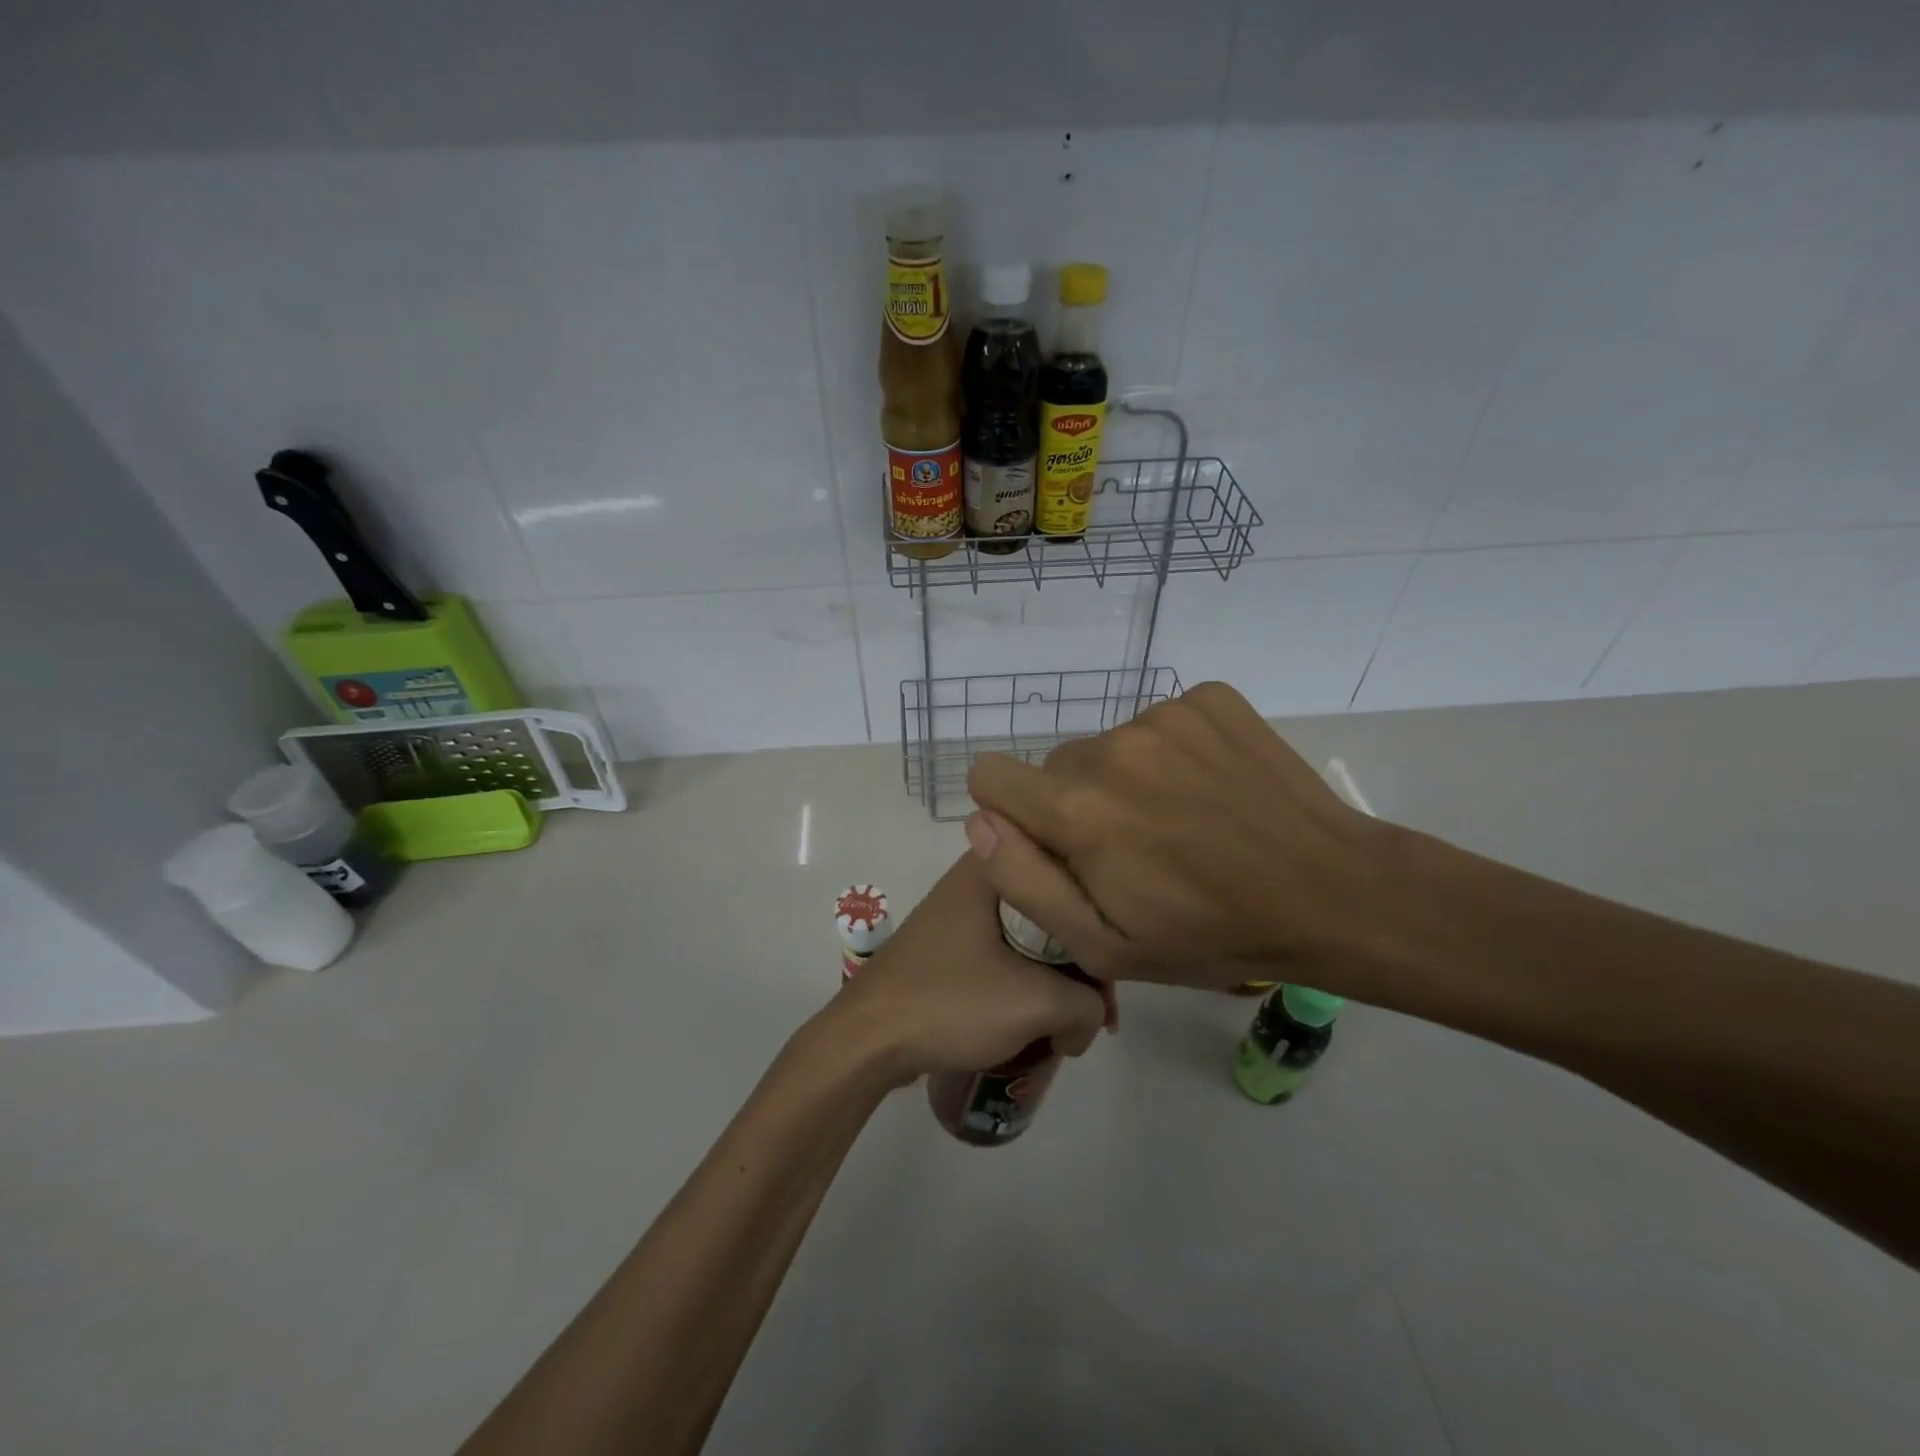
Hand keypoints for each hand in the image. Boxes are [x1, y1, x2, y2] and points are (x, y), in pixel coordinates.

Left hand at [831, 853, 1107, 1082]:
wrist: (867, 1039)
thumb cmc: (951, 1002)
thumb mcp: (1035, 1003)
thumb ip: (1087, 1004)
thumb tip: (1091, 1019)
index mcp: (991, 868)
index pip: (1068, 878)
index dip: (1100, 924)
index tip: (1114, 971)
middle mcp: (973, 880)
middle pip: (1051, 912)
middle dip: (1079, 964)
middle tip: (1093, 1014)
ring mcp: (956, 913)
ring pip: (1028, 938)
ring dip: (1053, 979)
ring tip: (1067, 1027)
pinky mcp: (946, 946)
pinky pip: (1002, 954)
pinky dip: (1024, 983)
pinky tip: (1035, 1022)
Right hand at [964, 681, 1392, 992]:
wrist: (1331, 891)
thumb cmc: (1210, 934)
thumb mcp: (1104, 945)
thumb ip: (1025, 881)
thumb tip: (980, 822)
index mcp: (1078, 809)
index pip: (990, 775)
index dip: (1010, 812)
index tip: (1053, 843)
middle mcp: (1112, 747)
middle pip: (1056, 766)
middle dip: (1076, 804)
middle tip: (1133, 848)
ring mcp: (1165, 715)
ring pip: (1108, 745)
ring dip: (1125, 780)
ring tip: (1180, 821)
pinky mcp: (1209, 698)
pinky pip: (1158, 721)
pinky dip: (1171, 753)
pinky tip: (1210, 790)